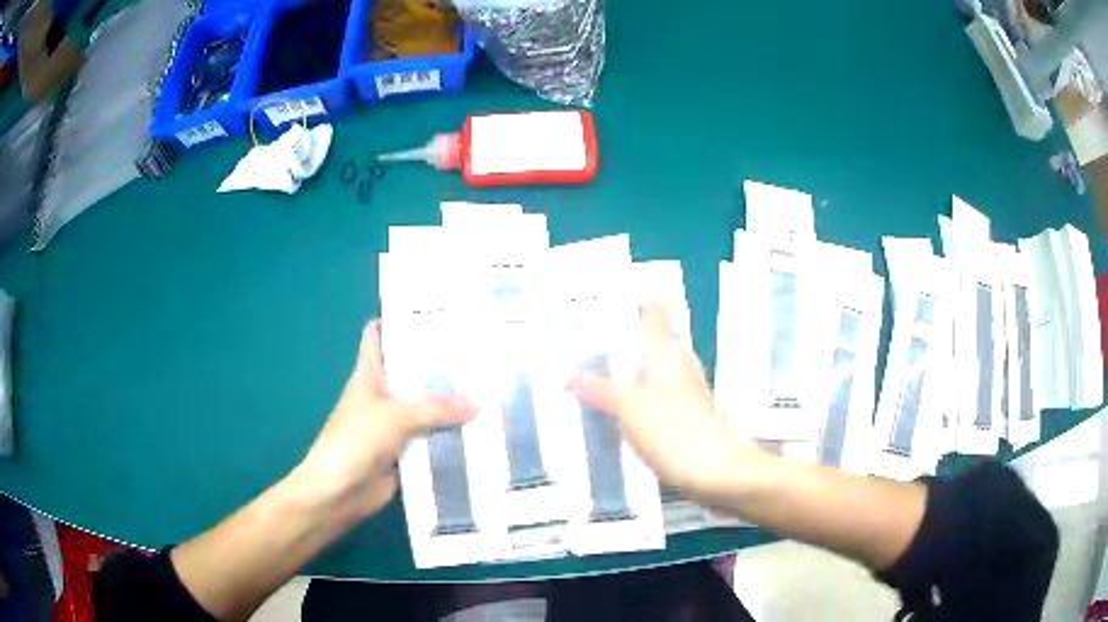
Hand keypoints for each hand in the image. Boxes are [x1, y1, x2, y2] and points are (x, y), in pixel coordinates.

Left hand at [296, 320, 475, 521]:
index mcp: (368, 375)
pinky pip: (430, 440)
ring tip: (488, 389)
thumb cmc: (356, 441)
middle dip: (438, 365)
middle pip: (410, 373)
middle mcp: (381, 396)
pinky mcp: (403, 453)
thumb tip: (477, 403)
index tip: (433, 314)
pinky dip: (449, 437)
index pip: (378, 336)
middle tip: (478, 353)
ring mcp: (392, 426)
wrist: (339, 492)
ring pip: (424, 409)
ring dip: (449, 405)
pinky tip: (478, 432)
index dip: (399, 321)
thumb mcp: (395, 416)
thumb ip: (436, 408)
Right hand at [570, 304, 765, 504]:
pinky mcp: (683, 418)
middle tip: (581, 338)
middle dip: (621, 338)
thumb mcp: (628, 408)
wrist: (716, 472)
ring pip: (651, 370)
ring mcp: (683, 393)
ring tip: (588, 371)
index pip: (655, 312)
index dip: (636, 299)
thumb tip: (563, 372)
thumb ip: (597, 389)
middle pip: (651, 340)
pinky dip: (632, 397)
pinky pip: (652, 397)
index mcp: (666, 352)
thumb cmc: (674, 431)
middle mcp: (678, 365)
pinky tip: (612, 410)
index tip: (606, 296)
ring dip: (625, 370)